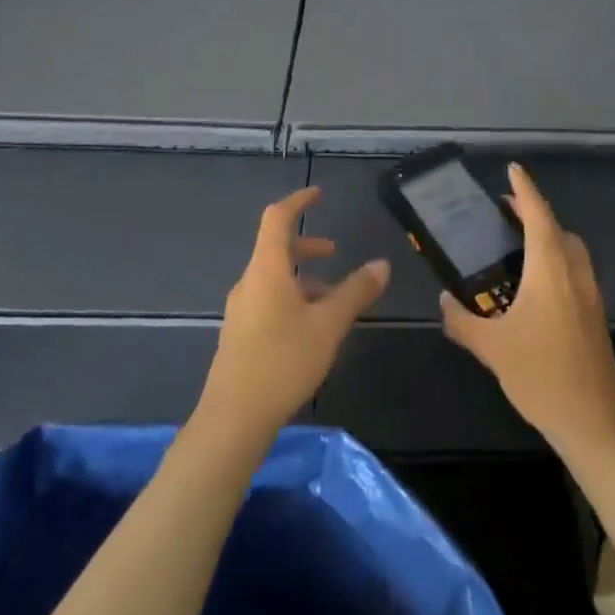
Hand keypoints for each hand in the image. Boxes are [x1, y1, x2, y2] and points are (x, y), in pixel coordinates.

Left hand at [199, 186, 387, 443]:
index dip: (297, 202)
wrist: (232, 420)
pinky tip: (312, 329)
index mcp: (266, 270)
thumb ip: (356, 292)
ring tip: (333, 298)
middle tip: (335, 252)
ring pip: (274, 279)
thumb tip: (382, 264)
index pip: (277, 219)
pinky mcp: (240, 335)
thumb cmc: (282, 362)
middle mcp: (249, 283)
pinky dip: (293, 299)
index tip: (318, 195)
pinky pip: (269, 300)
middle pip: (276, 250)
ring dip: (303, 278)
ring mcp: (241, 310)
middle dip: (306, 247)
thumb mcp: (329, 325)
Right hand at [440, 163, 614, 463]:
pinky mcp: (595, 316)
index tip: (513, 169)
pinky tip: (534, 288)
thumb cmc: (541, 376)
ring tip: (517, 247)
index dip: (525, 190)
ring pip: (571, 251)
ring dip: (549, 238)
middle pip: (558, 230)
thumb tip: (444, 300)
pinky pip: (575, 272)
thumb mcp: (492, 348)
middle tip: (505, 215)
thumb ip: (462, 320)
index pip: (538, 216)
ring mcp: (590, 295)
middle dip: (535, 214)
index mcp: (551, 271)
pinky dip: (556, 262)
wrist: (594, 422)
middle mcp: (575, 274)